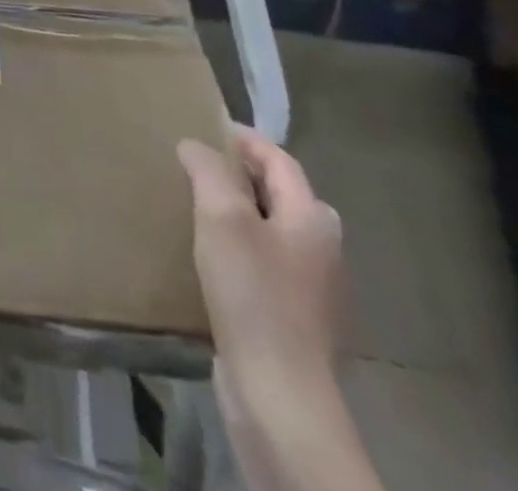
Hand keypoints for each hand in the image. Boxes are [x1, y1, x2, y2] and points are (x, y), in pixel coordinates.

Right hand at [178, 131, 345, 416]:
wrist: (278, 392)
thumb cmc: (252, 293)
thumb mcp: (222, 217)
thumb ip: (209, 170)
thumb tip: (195, 145)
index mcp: (312, 219)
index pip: (279, 160)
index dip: (243, 139)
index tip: (204, 125)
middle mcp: (322, 249)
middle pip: (283, 194)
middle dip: (245, 174)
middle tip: (201, 164)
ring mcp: (313, 288)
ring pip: (275, 229)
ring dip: (241, 211)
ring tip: (198, 205)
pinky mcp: (295, 318)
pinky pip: (267, 263)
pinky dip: (242, 246)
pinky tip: (211, 255)